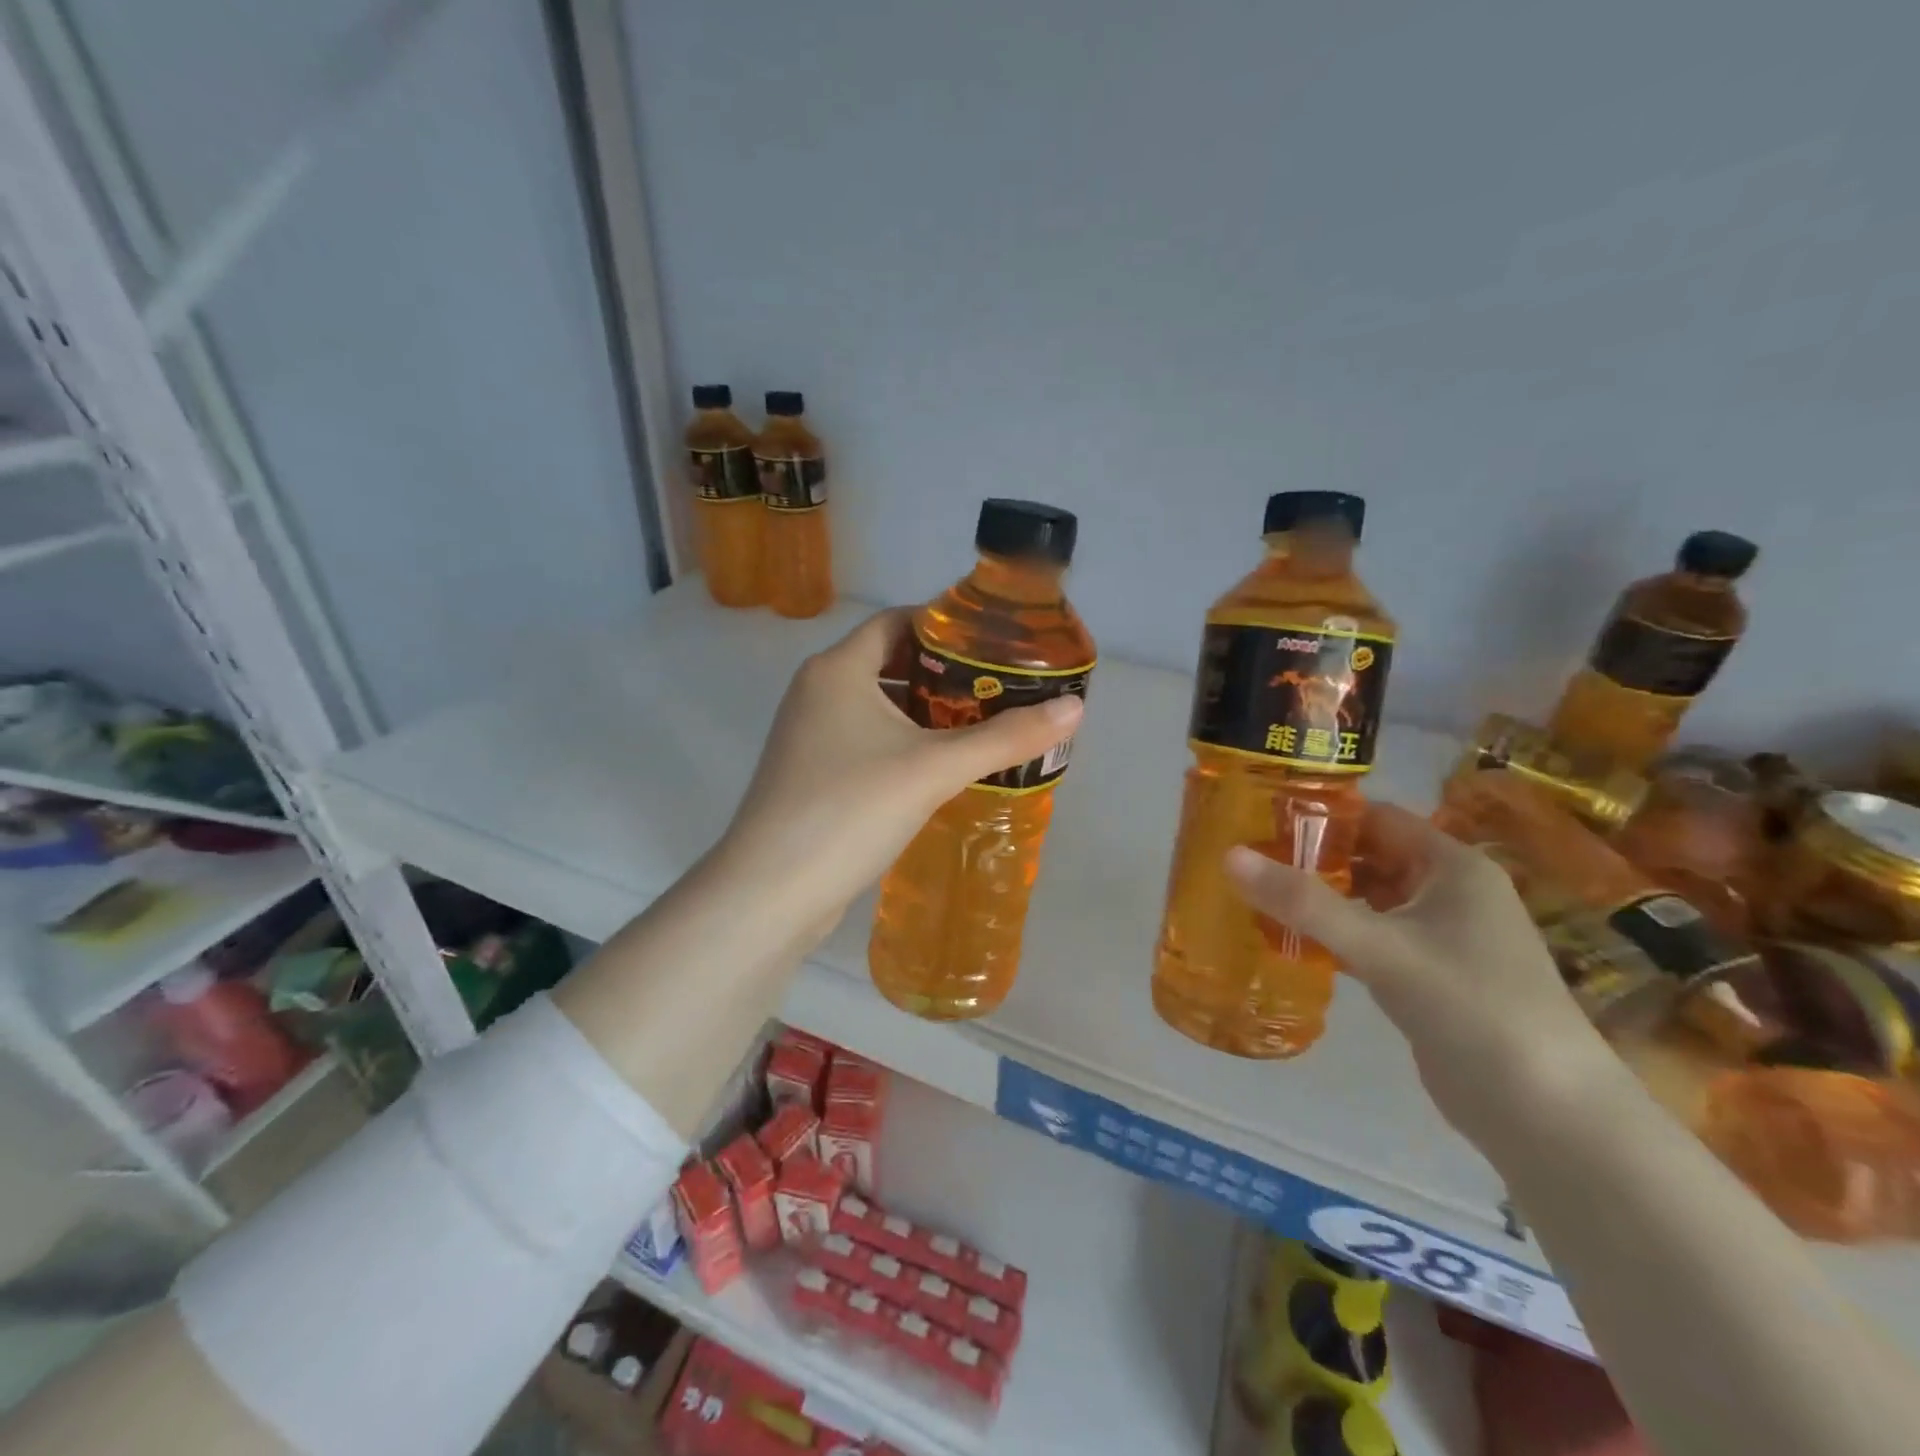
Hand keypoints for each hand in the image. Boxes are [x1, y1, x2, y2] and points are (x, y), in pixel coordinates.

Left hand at [716, 609, 1081, 941]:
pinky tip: (940, 769)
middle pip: (889, 663)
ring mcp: (809, 736)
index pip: (896, 622)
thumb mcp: (934, 768)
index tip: (994, 643)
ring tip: (982, 726)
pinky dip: (904, 744)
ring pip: (879, 707)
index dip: (945, 626)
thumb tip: (1074, 709)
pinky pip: (867, 742)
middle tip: (1000, 687)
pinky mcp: (812, 776)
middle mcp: (817, 692)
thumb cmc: (851, 810)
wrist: (771, 892)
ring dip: (926, 713)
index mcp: (837, 670)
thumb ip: (1005, 737)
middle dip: (944, 674)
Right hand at [1225, 802, 1624, 1150]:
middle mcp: (1450, 892)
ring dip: (1320, 898)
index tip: (1261, 816)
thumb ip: (1304, 902)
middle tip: (1248, 858)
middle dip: (1313, 858)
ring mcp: (1443, 937)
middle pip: (1370, 857)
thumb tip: (1229, 855)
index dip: (1322, 813)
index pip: (1377, 817)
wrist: (1547, 1114)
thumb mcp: (1381, 947)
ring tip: (1256, 894)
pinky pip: (1372, 938)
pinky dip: (1334, 935)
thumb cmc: (1471, 1006)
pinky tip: (1290, 941)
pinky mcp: (1430, 977)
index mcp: (1453, 866)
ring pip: (1369, 900)